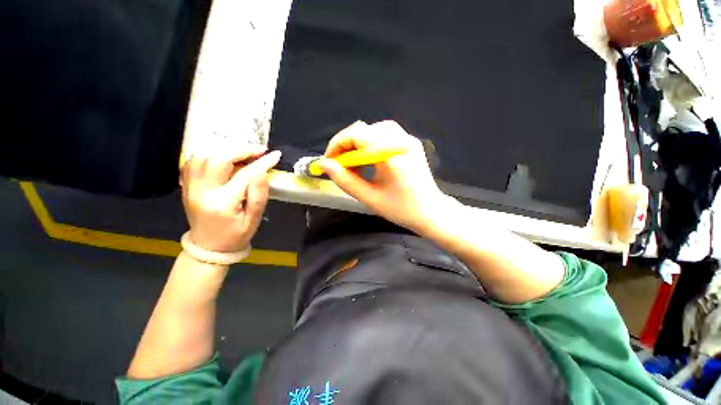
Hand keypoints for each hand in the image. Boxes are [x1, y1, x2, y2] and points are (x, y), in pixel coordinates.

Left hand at [181, 146, 280, 252]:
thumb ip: (259, 196)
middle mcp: (202, 191)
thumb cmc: (235, 235)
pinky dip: (209, 155)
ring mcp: (190, 187)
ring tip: (242, 153)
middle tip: (258, 151)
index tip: (275, 155)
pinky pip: (192, 162)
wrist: (208, 247)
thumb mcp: (254, 220)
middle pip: (218, 158)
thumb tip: (262, 173)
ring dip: (224, 150)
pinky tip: (223, 158)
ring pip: (203, 156)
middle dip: (241, 150)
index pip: (245, 175)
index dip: (262, 163)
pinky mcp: (186, 186)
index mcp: (223, 203)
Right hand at [319, 120, 449, 231]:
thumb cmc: (401, 209)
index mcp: (391, 154)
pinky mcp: (410, 143)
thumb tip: (325, 165)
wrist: (430, 211)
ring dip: (358, 143)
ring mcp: (408, 139)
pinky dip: (370, 143)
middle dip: (346, 144)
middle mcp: (401, 140)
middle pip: (365, 129)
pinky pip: (385, 134)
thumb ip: (345, 180)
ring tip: (353, 163)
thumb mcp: (369, 197)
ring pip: (373, 130)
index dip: (337, 145)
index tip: (329, 162)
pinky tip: (368, 159)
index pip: (357, 135)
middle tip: (340, 164)